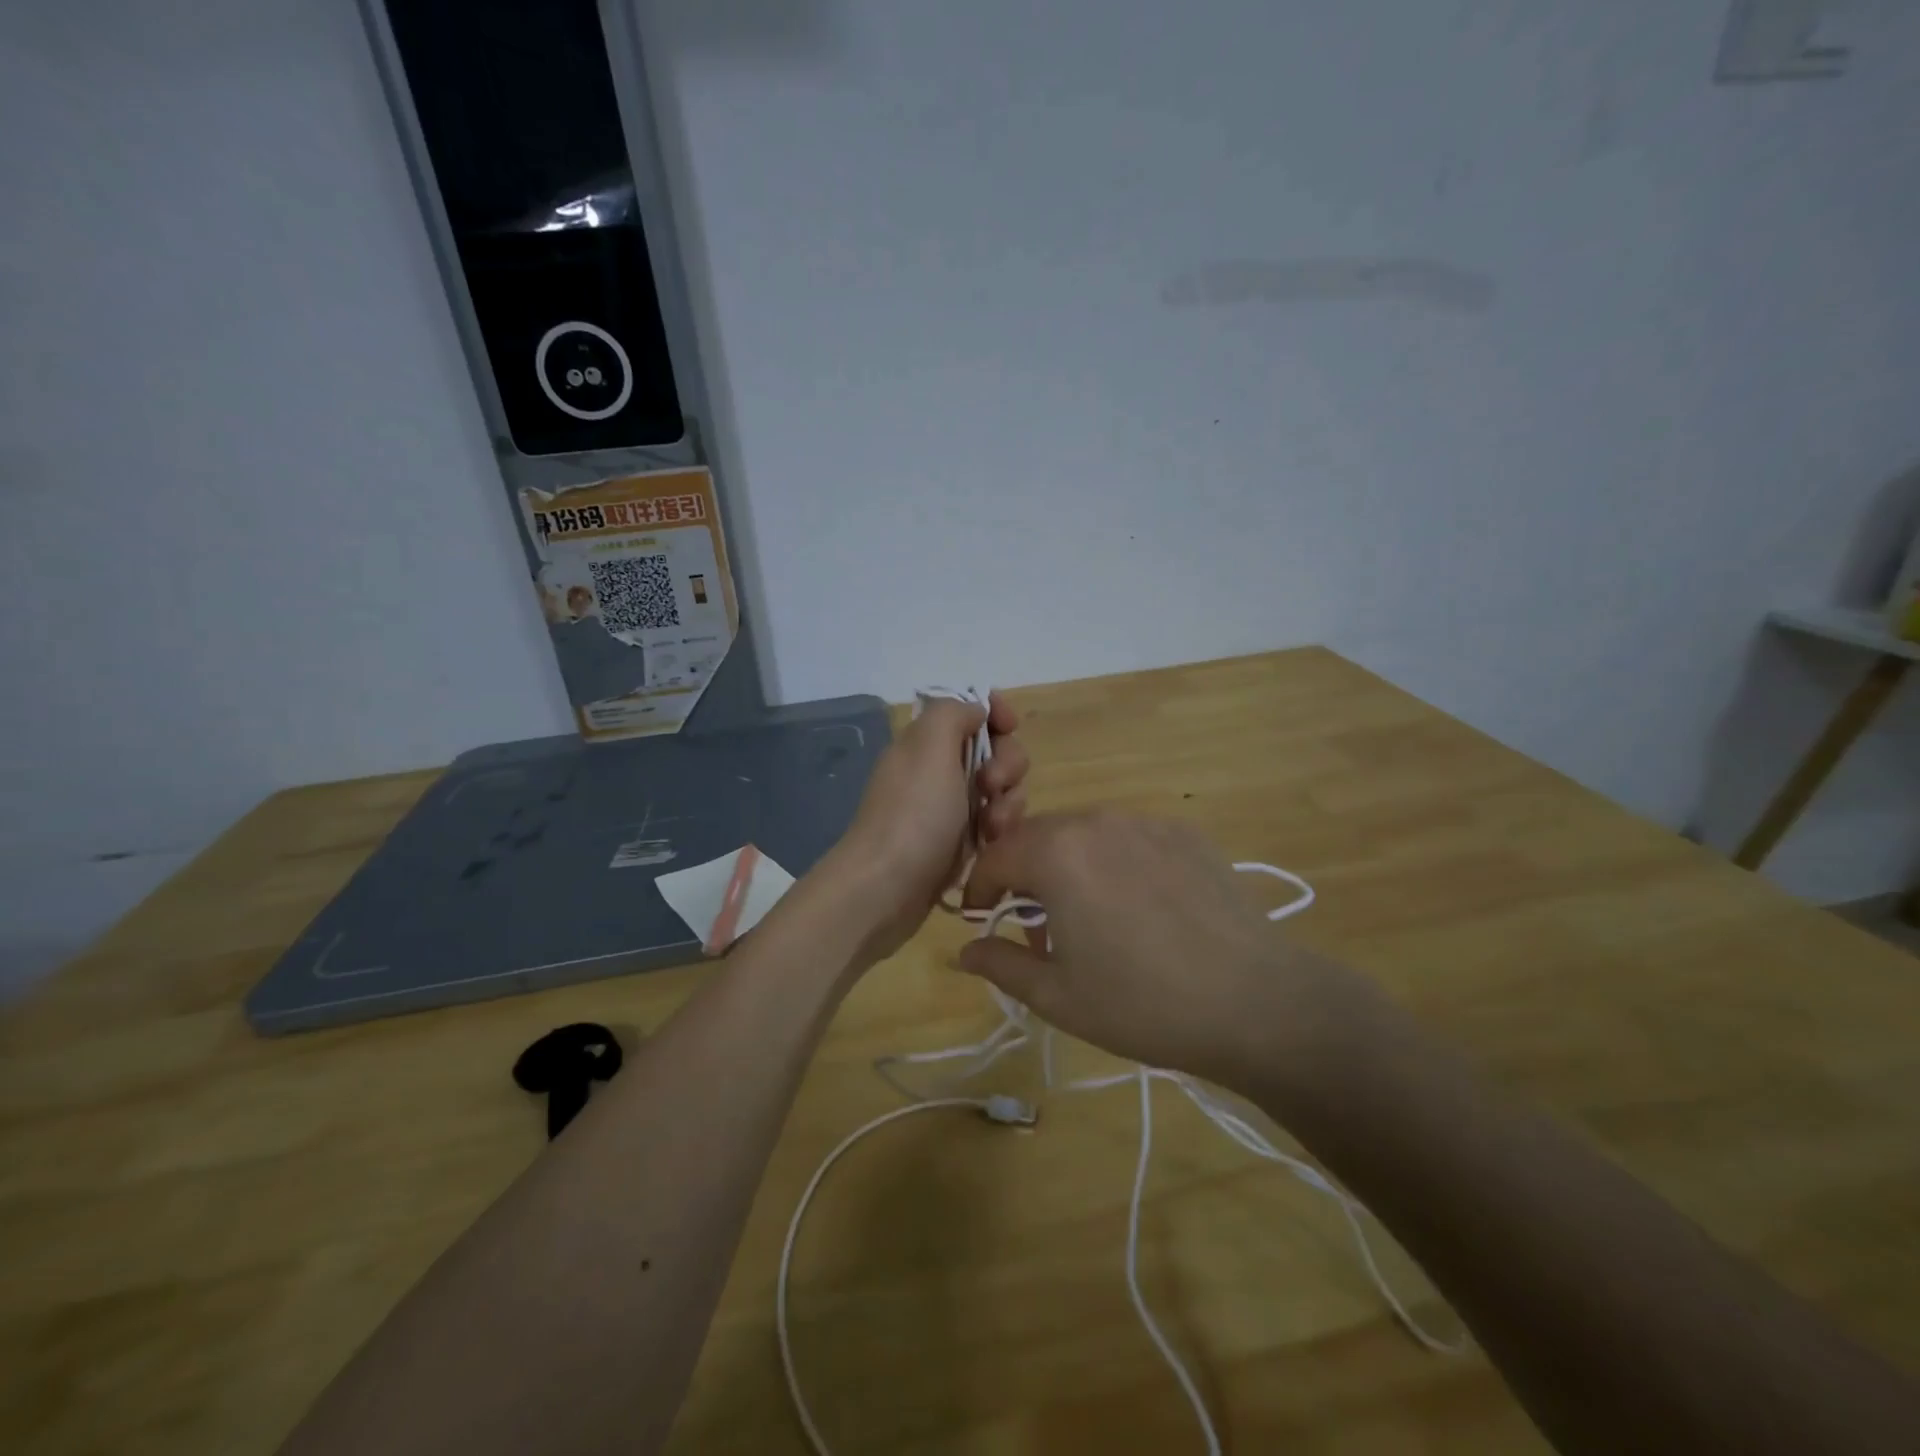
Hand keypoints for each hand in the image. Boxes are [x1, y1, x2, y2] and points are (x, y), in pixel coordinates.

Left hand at [827, 692, 1028, 962]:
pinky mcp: (960, 843)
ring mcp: (950, 808)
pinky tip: (991, 845)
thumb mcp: (929, 745)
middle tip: (991, 787)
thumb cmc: (914, 813)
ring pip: (1001, 790)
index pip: (971, 711)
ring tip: (992, 828)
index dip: (996, 713)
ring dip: (1007, 803)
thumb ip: (953, 713)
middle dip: (1007, 764)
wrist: (887, 888)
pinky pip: (995, 824)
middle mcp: (938, 769)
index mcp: (927, 742)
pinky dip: (999, 831)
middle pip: (995, 750)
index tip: (1009, 727)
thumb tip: (976, 712)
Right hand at [957, 812, 1366, 1087]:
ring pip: (1085, 835)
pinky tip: (1142, 909)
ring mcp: (1146, 822)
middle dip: (1024, 877)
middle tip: (1039, 929)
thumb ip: (1001, 964)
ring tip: (1091, 919)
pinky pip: (1130, 840)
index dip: (979, 890)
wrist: (1255, 1002)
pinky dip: (1116, 864)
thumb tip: (964, 952)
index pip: (995, 856)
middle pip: (1039, 838)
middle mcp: (1097, 821)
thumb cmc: (1142, 1003)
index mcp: (1057, 853)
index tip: (981, 921)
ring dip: (1070, 868)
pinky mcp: (1186, 834)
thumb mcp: (1057, 995)